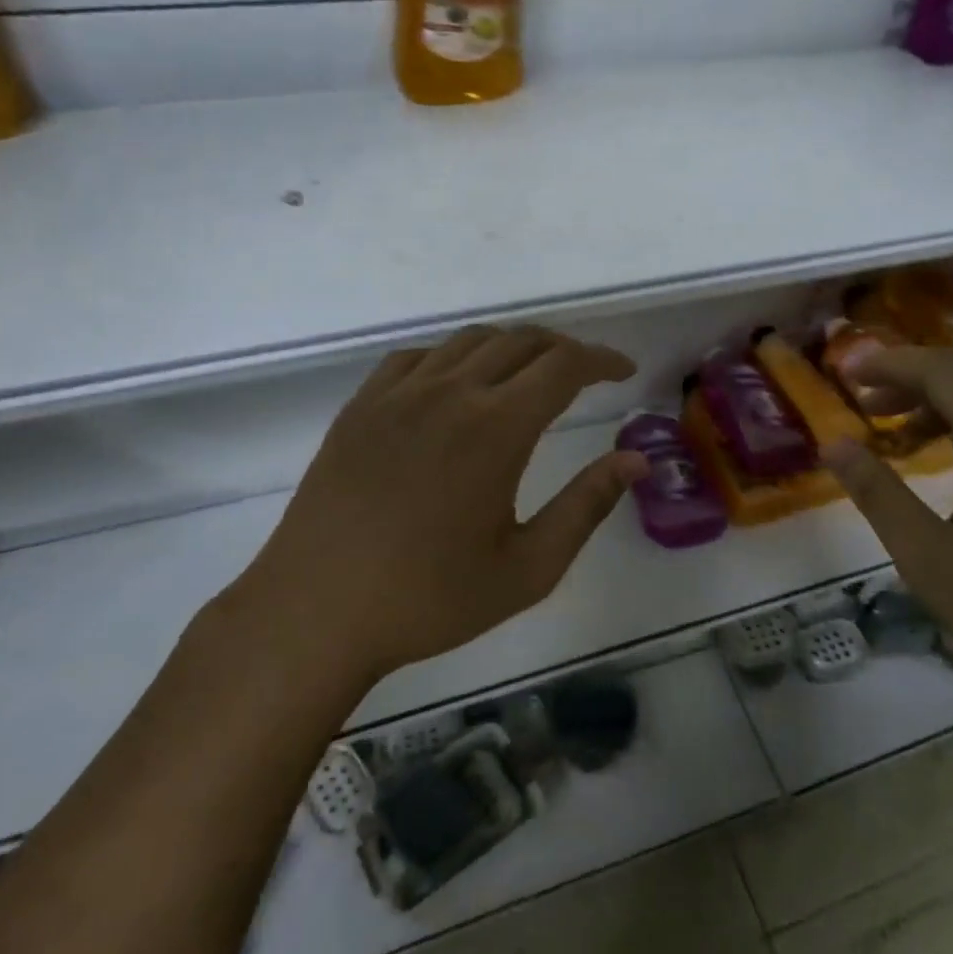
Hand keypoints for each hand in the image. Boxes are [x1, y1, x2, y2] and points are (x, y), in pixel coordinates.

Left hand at [232, 325, 647, 681]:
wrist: (316, 612)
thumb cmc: (430, 599)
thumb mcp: (528, 567)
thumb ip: (587, 505)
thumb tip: (636, 459)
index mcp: (497, 428)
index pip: (565, 365)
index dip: (602, 360)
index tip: (624, 373)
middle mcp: (450, 392)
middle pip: (521, 342)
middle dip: (564, 350)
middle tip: (585, 375)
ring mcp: (399, 394)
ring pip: (469, 341)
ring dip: (512, 348)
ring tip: (529, 375)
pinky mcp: (362, 406)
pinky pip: (417, 357)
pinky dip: (453, 357)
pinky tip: (456, 386)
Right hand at [822, 346, 952, 727]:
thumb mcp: (928, 556)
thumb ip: (877, 492)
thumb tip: (832, 443)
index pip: (943, 370)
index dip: (890, 363)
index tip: (845, 369)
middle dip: (911, 376)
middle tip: (862, 397)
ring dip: (939, 401)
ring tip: (893, 431)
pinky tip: (947, 460)